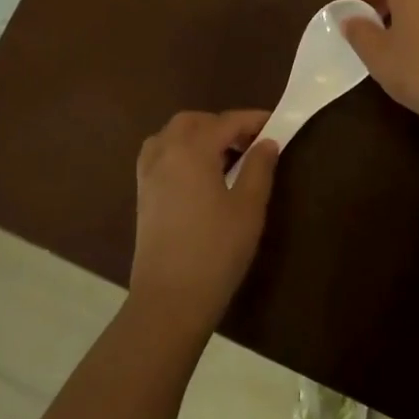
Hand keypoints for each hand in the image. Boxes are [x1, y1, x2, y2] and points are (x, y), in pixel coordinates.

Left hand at [131, 110, 279, 334]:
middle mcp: (165, 152)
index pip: (227, 122)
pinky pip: (160, 154)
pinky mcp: (142, 193)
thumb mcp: (249, 208)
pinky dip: (180, 150)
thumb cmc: (216, 250)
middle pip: (194, 121)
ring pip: (172, 134)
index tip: (276, 124)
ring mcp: (149, 172)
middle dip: (222, 124)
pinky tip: (198, 174)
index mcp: (192, 149)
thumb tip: (266, 142)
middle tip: (250, 143)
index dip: (253, 120)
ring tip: (225, 157)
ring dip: (198, 135)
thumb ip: (259, 168)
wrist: (169, 299)